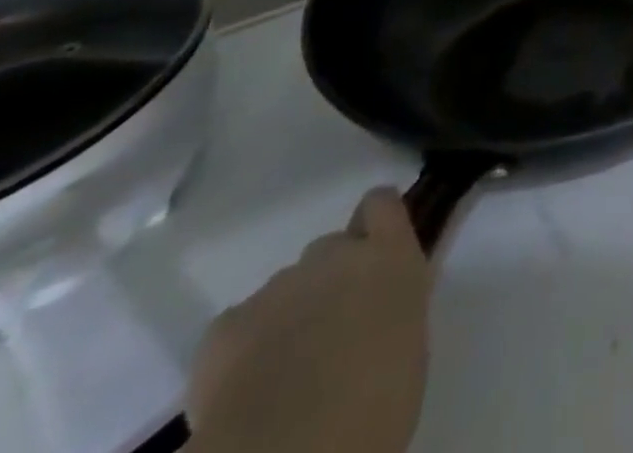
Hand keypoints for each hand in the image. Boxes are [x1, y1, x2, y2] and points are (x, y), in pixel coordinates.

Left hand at [186, 188, 432, 452]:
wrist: (290, 450)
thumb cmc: (374, 406)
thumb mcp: (407, 346)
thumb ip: (391, 308)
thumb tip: (375, 312)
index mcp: (388, 258)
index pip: (382, 204)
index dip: (376, 223)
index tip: (374, 250)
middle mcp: (334, 255)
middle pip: (330, 249)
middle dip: (328, 282)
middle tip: (329, 333)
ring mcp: (277, 286)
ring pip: (285, 290)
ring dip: (288, 317)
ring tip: (285, 374)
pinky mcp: (225, 327)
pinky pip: (238, 327)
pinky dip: (243, 351)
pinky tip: (247, 391)